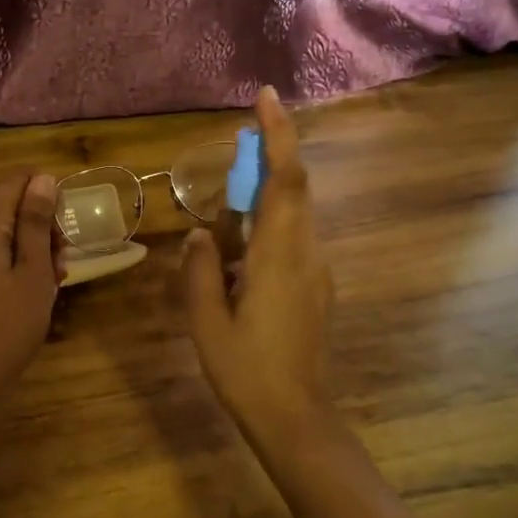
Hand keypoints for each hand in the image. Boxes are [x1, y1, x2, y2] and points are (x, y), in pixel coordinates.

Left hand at [0, 172, 63, 399]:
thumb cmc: (11, 321)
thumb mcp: (33, 269)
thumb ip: (36, 222)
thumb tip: (43, 179)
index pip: (12, 184)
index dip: (43, 189)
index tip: (66, 216)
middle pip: (11, 206)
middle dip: (43, 222)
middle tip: (63, 252)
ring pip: (10, 231)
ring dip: (38, 244)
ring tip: (58, 272)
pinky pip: (3, 252)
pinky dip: (25, 260)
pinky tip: (44, 284)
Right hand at [183, 88, 334, 450]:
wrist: (296, 418)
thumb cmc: (247, 371)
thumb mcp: (207, 322)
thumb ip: (201, 270)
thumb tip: (202, 234)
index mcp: (279, 256)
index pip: (286, 180)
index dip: (279, 135)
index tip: (266, 98)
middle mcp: (306, 254)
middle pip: (295, 188)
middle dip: (272, 153)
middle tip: (241, 137)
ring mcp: (316, 271)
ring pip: (295, 213)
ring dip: (269, 189)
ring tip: (231, 195)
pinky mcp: (316, 287)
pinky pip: (293, 238)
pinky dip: (270, 222)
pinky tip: (240, 245)